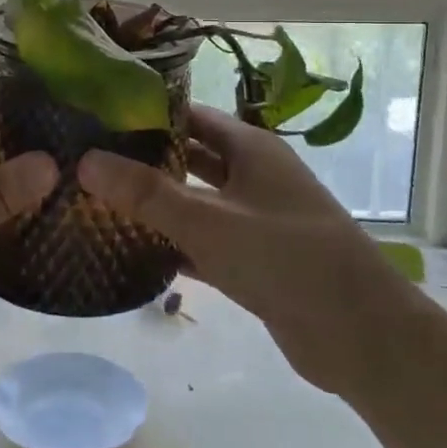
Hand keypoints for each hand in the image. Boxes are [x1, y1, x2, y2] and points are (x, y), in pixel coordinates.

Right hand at [77, 105, 406, 395]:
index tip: (96, 117)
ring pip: (196, 201)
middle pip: (190, 156)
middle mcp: (254, 176)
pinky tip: (132, 251)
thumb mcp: (210, 222)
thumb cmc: (286, 258)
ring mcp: (255, 220)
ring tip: (98, 202)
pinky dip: (174, 244)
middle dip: (145, 158)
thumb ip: (147, 193)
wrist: (360, 335)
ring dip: (157, 203)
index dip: (146, 113)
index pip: (190, 115)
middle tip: (89, 161)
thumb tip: (86, 160)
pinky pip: (204, 242)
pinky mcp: (254, 261)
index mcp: (251, 148)